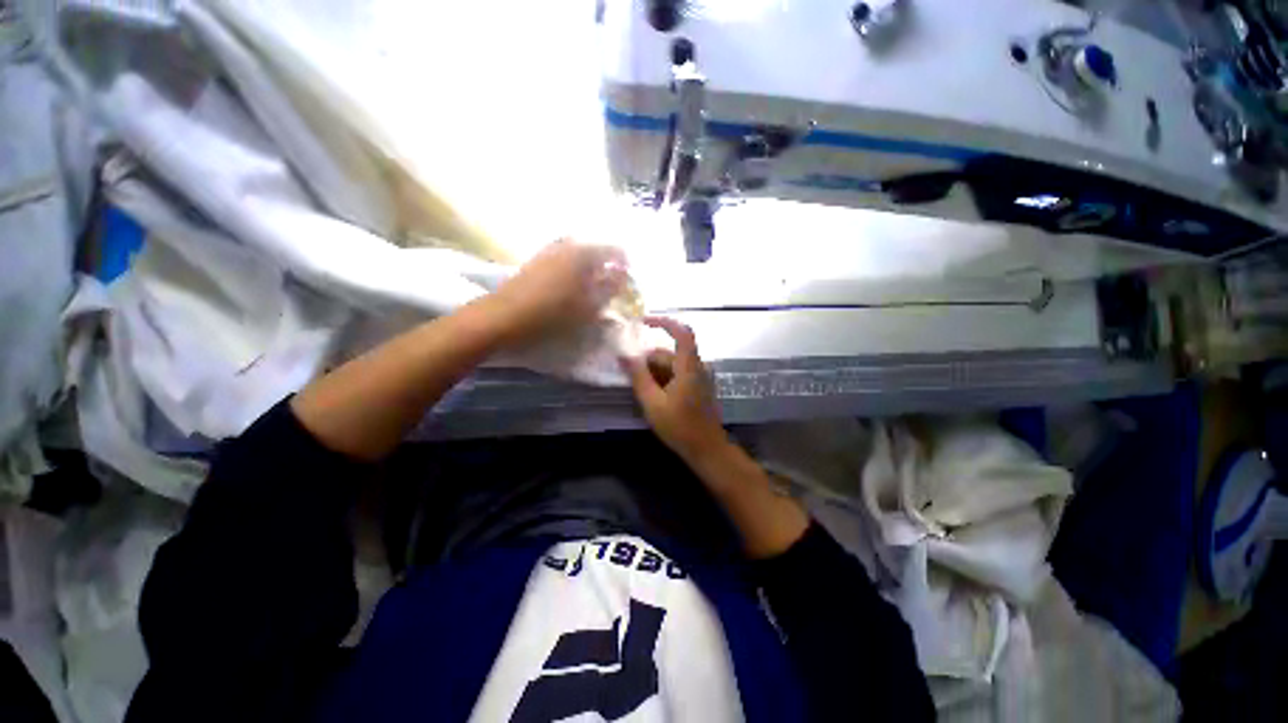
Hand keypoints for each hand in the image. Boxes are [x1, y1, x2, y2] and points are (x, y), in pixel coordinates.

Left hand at [484, 239, 627, 347]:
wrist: (505, 316)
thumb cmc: (553, 313)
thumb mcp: (588, 305)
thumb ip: (609, 289)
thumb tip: (622, 276)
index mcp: (583, 253)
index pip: (613, 248)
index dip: (624, 261)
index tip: (628, 277)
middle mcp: (566, 245)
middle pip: (595, 247)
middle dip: (606, 262)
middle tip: (611, 282)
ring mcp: (548, 251)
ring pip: (578, 252)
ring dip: (589, 265)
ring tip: (593, 285)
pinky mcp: (536, 260)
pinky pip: (563, 258)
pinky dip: (573, 267)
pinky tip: (572, 284)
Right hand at [621, 317, 729, 461]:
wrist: (707, 449)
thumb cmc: (680, 427)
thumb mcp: (653, 403)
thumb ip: (638, 377)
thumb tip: (624, 356)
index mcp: (689, 367)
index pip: (682, 332)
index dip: (663, 322)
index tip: (643, 322)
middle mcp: (697, 367)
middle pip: (670, 354)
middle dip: (648, 362)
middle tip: (629, 376)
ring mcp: (700, 377)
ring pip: (672, 365)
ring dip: (655, 373)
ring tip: (640, 391)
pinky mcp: (699, 387)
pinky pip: (678, 375)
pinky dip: (664, 379)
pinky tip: (653, 396)